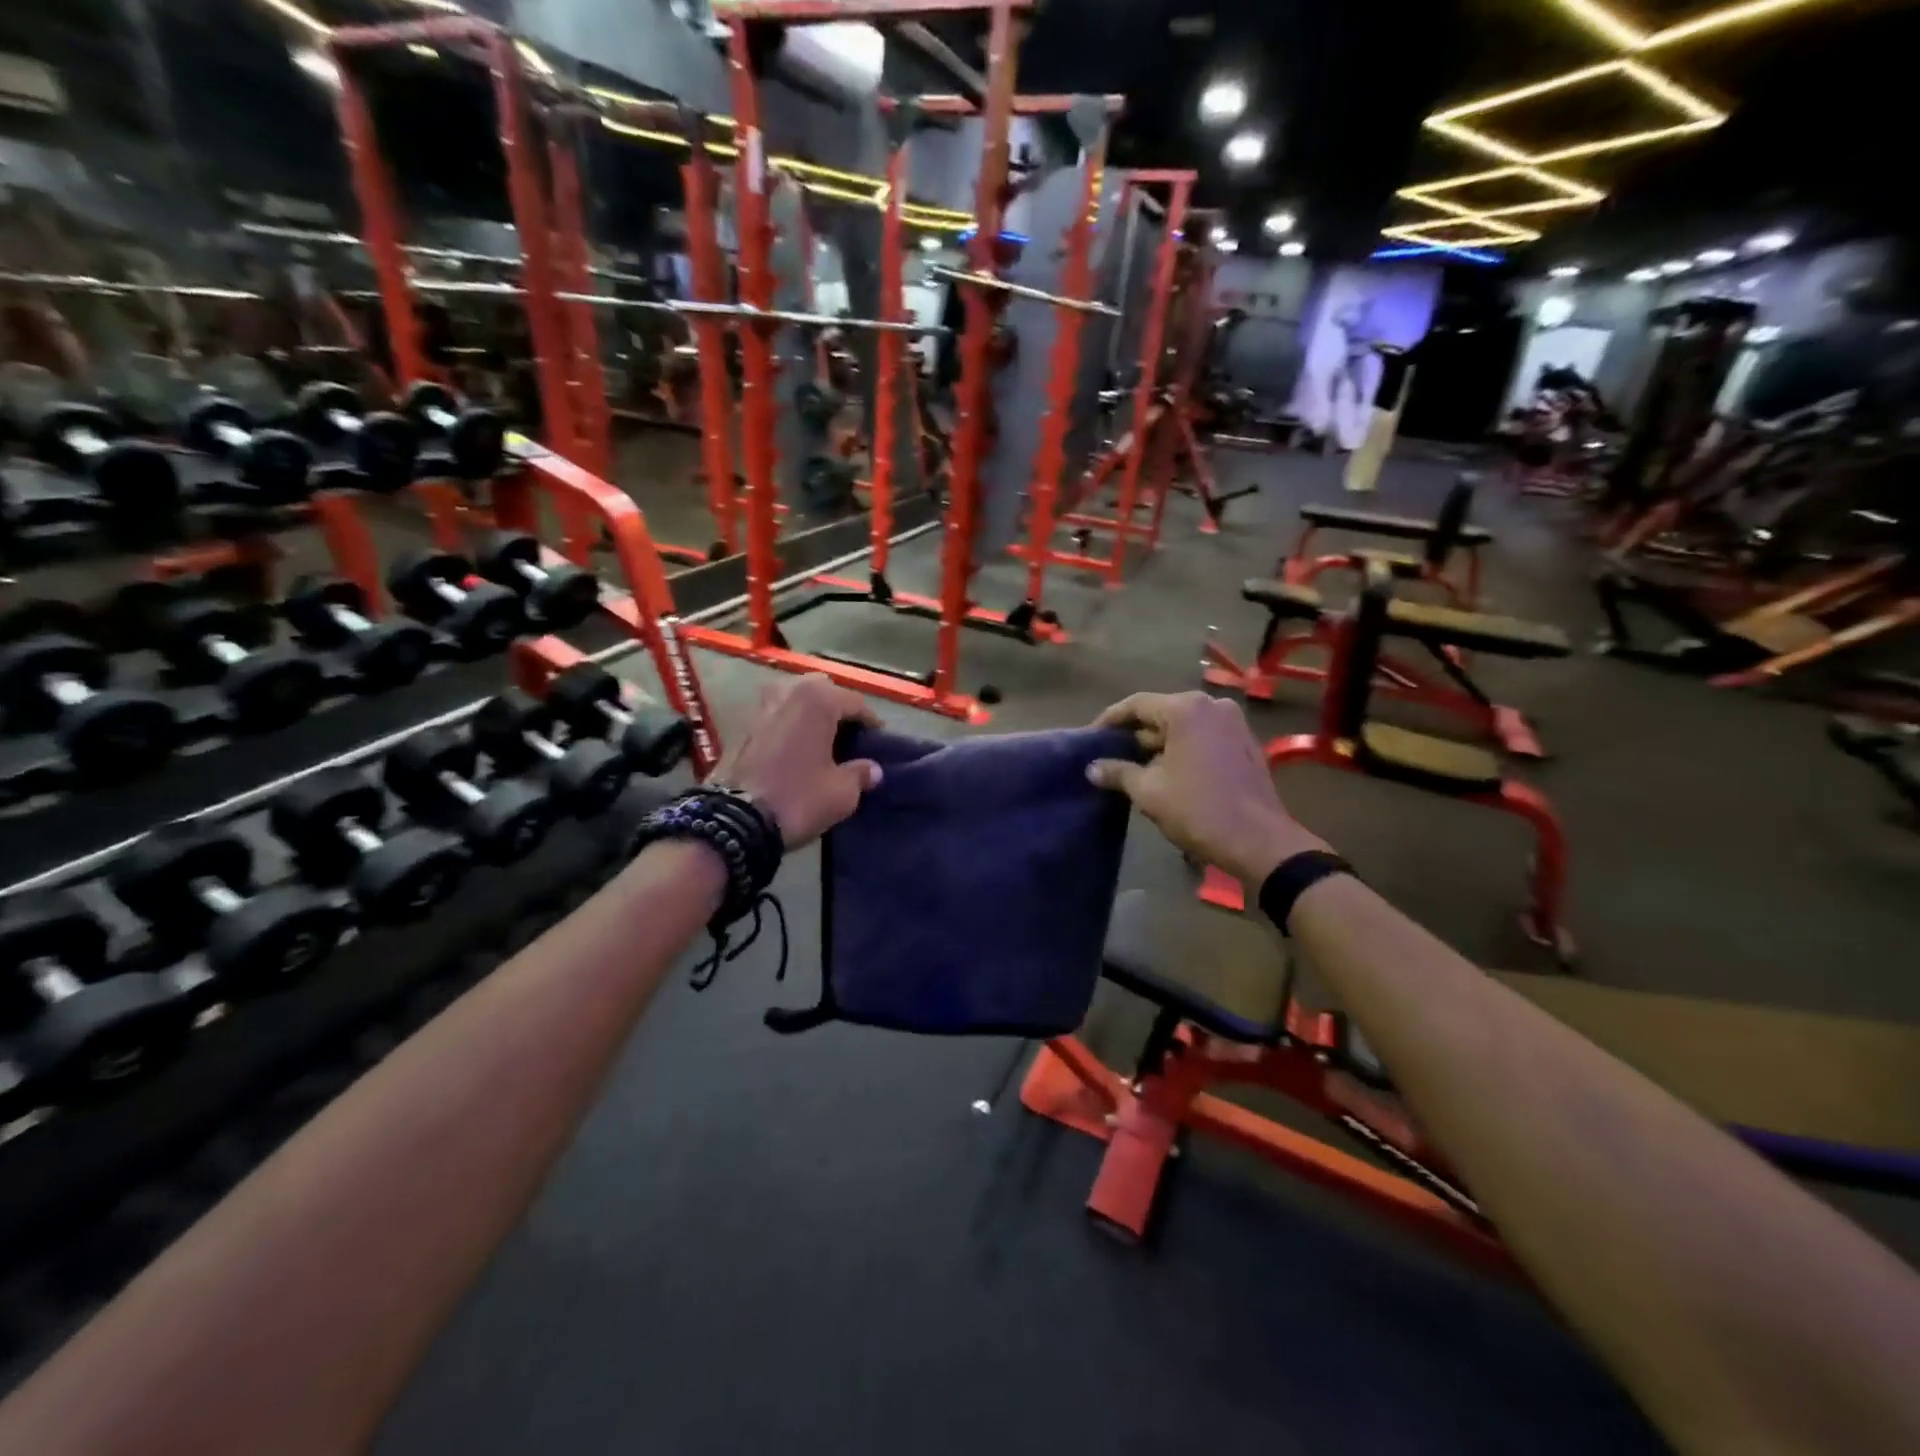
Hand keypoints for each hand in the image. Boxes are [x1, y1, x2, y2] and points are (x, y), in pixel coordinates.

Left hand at [716, 675, 883, 847]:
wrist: (734, 820)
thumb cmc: (798, 798)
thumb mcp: (842, 793)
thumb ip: (861, 774)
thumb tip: (872, 769)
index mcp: (818, 699)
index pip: (856, 702)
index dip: (871, 723)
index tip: (879, 742)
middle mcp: (789, 691)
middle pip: (823, 690)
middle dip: (838, 709)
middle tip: (850, 737)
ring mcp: (761, 705)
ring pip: (796, 699)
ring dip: (811, 714)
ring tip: (823, 742)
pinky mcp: (743, 724)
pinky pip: (778, 715)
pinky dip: (791, 725)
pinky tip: (798, 749)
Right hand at [1088, 691, 1326, 883]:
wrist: (1259, 842)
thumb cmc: (1198, 811)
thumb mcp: (1149, 792)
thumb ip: (1118, 772)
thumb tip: (1093, 768)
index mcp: (1186, 709)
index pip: (1137, 704)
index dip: (1110, 720)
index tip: (1091, 737)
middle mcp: (1212, 706)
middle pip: (1162, 712)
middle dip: (1136, 733)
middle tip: (1110, 754)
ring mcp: (1234, 723)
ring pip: (1184, 726)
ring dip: (1160, 743)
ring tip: (1135, 767)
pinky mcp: (1246, 743)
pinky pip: (1204, 737)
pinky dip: (1184, 748)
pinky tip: (1168, 772)